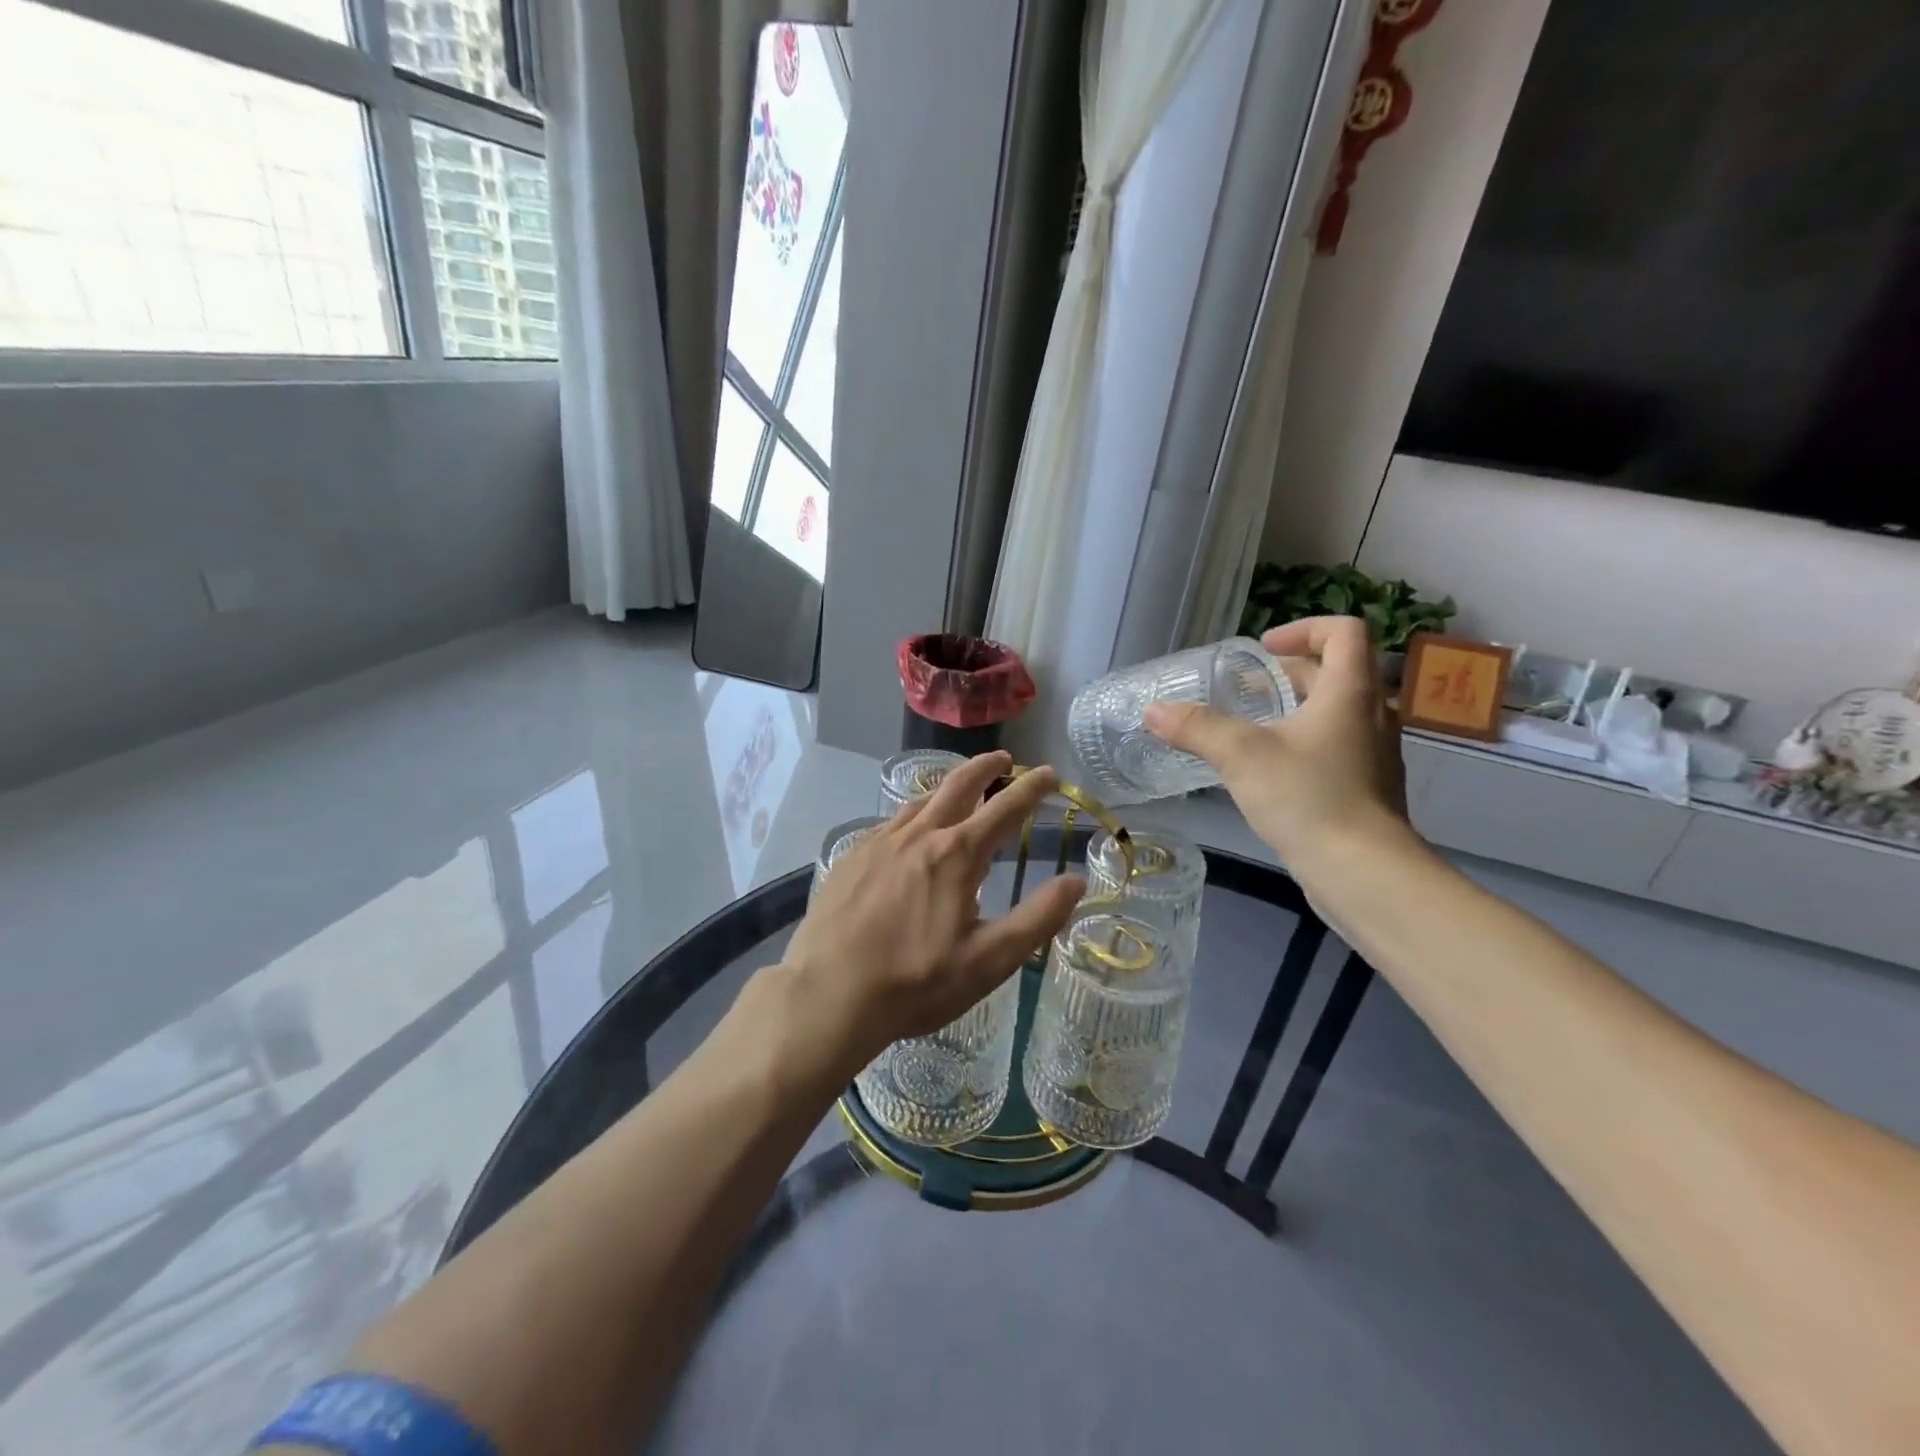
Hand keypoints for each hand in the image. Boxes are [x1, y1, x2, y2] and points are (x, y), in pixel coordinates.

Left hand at [778, 752, 1084, 1076]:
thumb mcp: (989, 961)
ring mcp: (879, 842)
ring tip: (960, 791)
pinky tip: (910, 832)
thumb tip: (1077, 881)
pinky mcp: (852, 857)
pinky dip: (913, 815)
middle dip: (986, 766)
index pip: (1005, 808)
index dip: (1032, 788)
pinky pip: (890, 823)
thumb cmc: (915, 982)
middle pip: (958, 785)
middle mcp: (918, 835)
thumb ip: (1037, 919)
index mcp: (956, 855)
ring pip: (920, 801)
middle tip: (1004, 759)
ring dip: (947, 788)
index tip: (1050, 774)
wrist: (828, 994)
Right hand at [1145, 617, 1411, 868]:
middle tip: (1246, 687)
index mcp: (1350, 693)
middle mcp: (1371, 716)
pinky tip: (1270, 771)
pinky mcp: (1367, 788)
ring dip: (1296, 708)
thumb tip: (1153, 711)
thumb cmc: (1308, 798)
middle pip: (1337, 672)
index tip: (1264, 649)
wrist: (1363, 872)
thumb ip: (1196, 728)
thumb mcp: (1241, 755)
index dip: (1304, 628)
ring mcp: (1374, 755)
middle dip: (1289, 672)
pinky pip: (1336, 747)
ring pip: (1336, 712)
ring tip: (1252, 727)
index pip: (1344, 632)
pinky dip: (1304, 742)